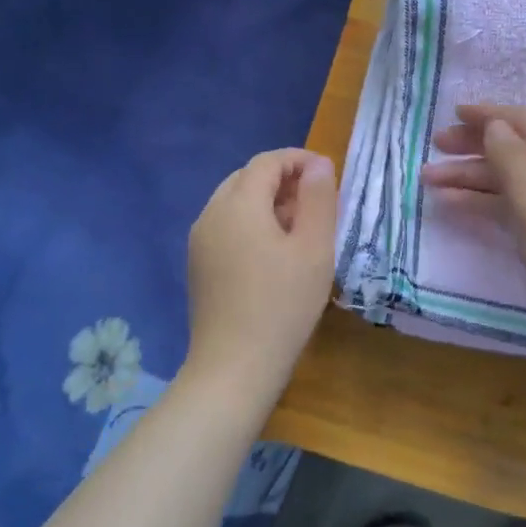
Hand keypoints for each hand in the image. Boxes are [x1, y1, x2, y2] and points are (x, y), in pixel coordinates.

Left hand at [184, 148, 337, 396]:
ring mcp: (199, 241)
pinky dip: (251, 223)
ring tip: (299, 226)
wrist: (234, 366)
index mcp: (238, 204)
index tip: (327, 174)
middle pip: (246, 178)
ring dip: (266, 201)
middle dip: (282, 179)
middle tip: (316, 201)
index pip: (267, 162)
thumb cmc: (283, 304)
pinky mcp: (198, 265)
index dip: (298, 159)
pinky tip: (273, 252)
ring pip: (234, 202)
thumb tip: (317, 165)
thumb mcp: (314, 248)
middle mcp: (211, 214)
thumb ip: (318, 199)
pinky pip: (226, 226)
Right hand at [421, 105, 525, 335]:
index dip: (488, 115)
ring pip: (511, 180)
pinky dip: (486, 203)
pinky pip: (516, 206)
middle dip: (474, 147)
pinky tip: (454, 204)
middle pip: (516, 149)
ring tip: (430, 180)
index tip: (451, 113)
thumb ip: (512, 157)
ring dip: (472, 178)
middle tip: (435, 148)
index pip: (525, 122)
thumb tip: (495, 125)